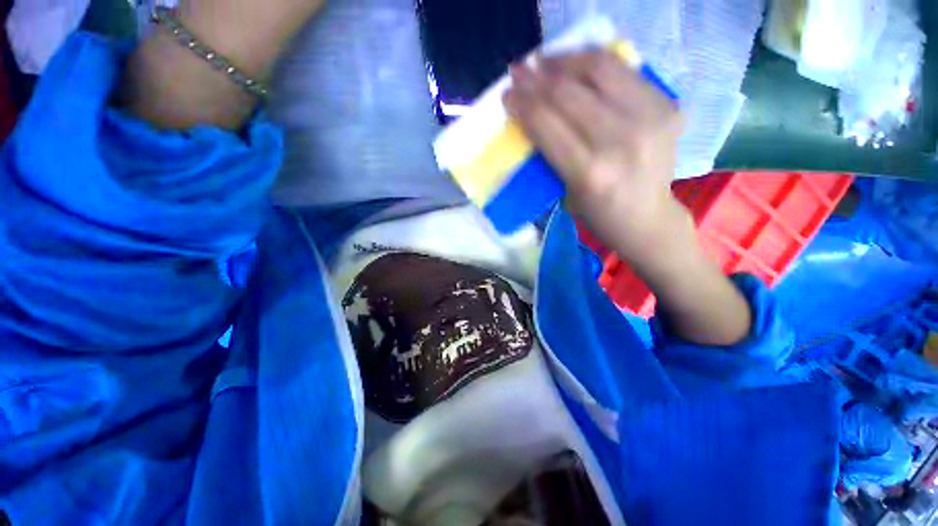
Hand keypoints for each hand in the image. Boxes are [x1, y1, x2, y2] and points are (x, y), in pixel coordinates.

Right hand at [503, 50, 684, 256]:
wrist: (647, 218)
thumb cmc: (598, 215)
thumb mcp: (566, 191)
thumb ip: (551, 153)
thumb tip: (531, 114)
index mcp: (590, 172)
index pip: (547, 124)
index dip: (523, 104)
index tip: (507, 94)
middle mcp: (621, 141)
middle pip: (568, 93)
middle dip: (536, 79)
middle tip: (519, 71)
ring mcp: (650, 118)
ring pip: (598, 69)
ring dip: (564, 61)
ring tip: (544, 61)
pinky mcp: (667, 104)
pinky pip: (624, 69)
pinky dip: (593, 62)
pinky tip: (575, 64)